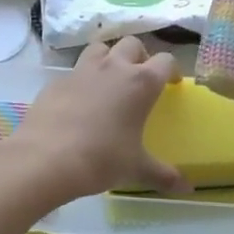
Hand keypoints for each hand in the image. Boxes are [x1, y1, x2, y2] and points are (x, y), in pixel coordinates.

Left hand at [0, 36, 183, 204]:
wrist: (45, 159)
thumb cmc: (101, 159)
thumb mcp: (136, 168)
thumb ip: (163, 175)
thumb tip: (188, 189)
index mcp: (140, 83)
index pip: (165, 61)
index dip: (171, 70)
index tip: (171, 83)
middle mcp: (112, 68)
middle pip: (132, 44)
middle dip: (139, 56)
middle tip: (139, 77)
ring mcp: (81, 71)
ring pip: (99, 48)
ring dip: (108, 57)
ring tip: (109, 80)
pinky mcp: (56, 82)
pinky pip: (73, 72)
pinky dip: (80, 80)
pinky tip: (78, 102)